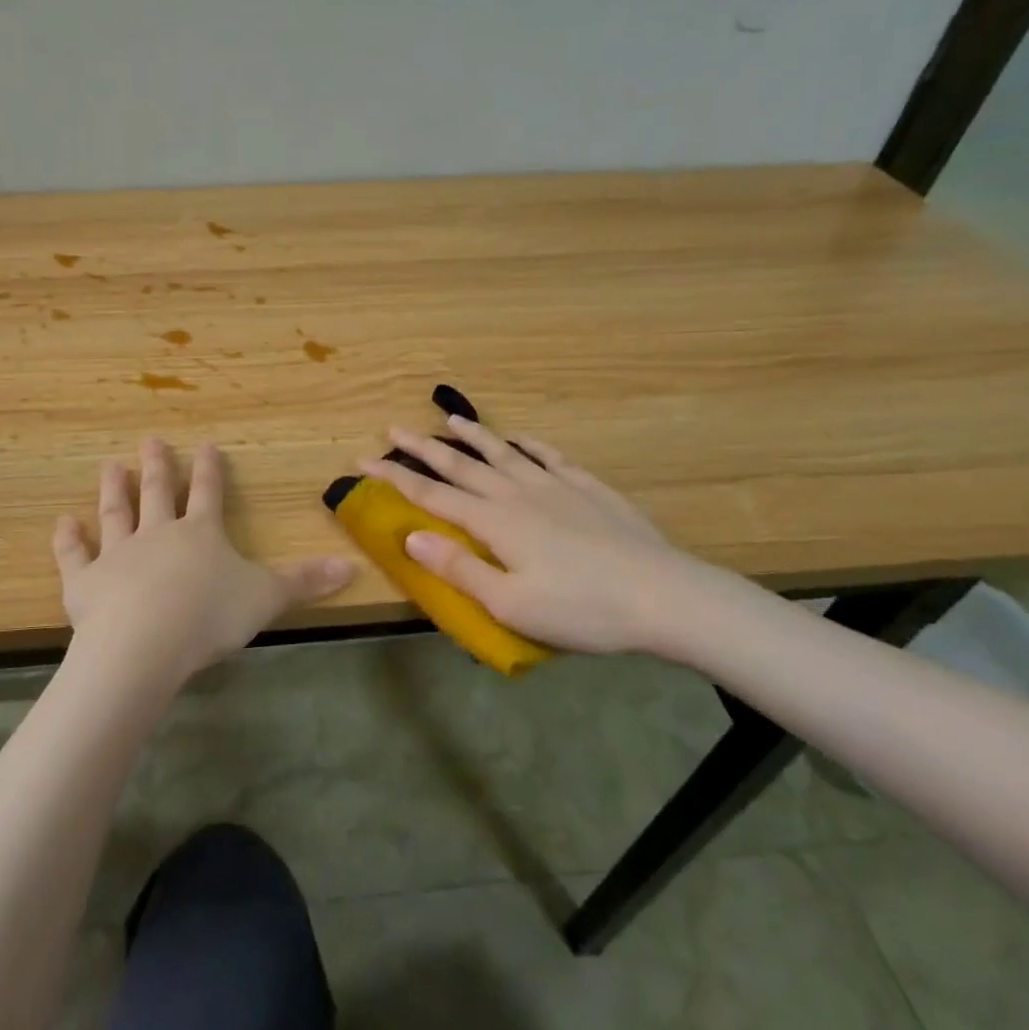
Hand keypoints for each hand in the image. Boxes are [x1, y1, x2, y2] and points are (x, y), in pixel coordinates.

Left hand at [53, 438, 354, 686]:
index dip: (210, 470)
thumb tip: (353, 567)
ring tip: (110, 465)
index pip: (209, 494)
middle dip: (158, 467)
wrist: (144, 643)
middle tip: (150, 440)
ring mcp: (117, 555)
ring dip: (113, 490)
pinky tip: (63, 522)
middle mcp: (157, 534)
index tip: (206, 445)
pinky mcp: (84, 582)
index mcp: (201, 534)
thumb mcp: (266, 598)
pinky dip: (68, 539)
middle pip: (158, 493)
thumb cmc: (209, 616)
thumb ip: (305, 582)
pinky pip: (74, 555)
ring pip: (116, 514)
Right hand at [358, 416, 722, 657]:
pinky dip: (530, 445)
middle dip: (424, 449)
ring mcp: (556, 486)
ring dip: (473, 436)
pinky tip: (522, 439)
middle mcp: (518, 494)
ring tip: (451, 420)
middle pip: (462, 466)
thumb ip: (459, 569)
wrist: (665, 596)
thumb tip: (410, 537)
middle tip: (394, 429)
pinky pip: (550, 457)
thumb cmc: (582, 609)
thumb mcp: (511, 604)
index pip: (432, 495)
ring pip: (504, 453)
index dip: (395, 479)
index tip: (364, 461)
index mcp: (494, 522)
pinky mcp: (588, 488)